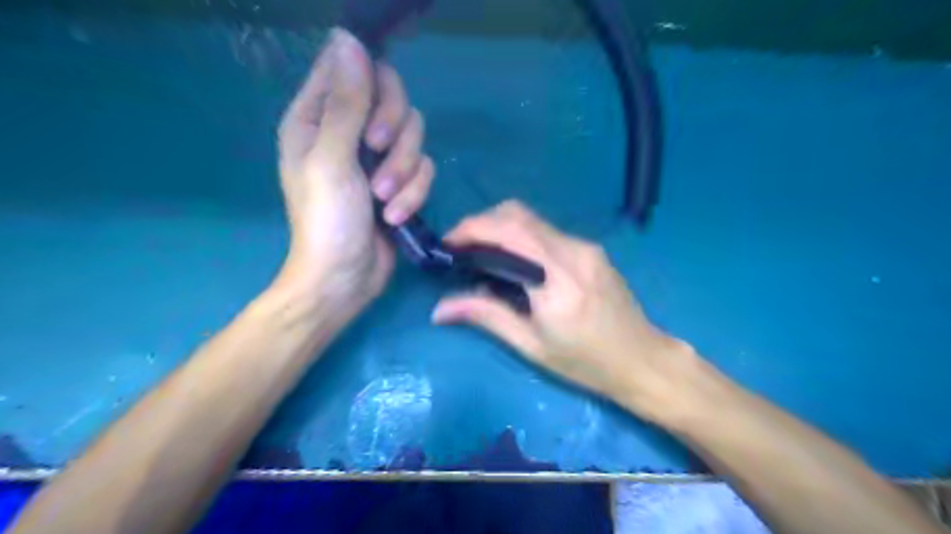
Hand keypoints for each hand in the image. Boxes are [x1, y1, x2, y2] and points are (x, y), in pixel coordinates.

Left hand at [273, 28, 432, 312]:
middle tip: (378, 155)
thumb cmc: (326, 221)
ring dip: (404, 171)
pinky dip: (414, 193)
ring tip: (385, 201)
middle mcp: (349, 131)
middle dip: (394, 132)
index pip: (351, 70)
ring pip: (413, 138)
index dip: (372, 83)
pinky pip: (423, 169)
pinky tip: (396, 216)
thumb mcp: (331, 159)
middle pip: (393, 100)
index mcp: (317, 118)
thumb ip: (346, 103)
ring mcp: (377, 159)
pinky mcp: (401, 183)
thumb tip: (349, 39)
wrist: (345, 278)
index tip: (376, 117)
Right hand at [432, 199, 691, 416]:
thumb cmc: (586, 363)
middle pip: (518, 214)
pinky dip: (521, 237)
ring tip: (482, 254)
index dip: (471, 228)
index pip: (508, 232)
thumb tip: (439, 309)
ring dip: (501, 228)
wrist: (642, 360)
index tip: (448, 244)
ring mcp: (586, 246)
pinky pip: (547, 232)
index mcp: (557, 278)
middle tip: (461, 248)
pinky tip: (514, 261)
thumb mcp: (532, 345)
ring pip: (532, 219)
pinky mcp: (591, 249)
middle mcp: (573, 251)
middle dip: (482, 222)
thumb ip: (486, 316)